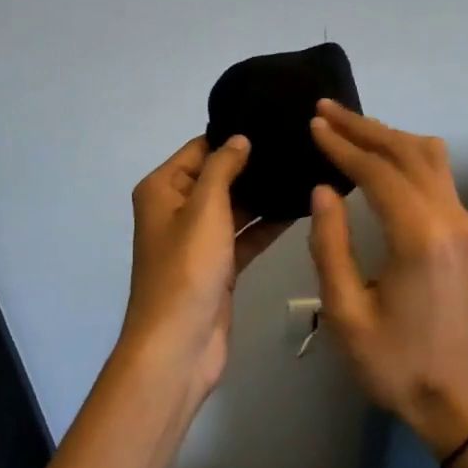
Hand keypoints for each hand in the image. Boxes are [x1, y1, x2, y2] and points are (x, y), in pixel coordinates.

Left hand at [124, 136, 288, 407]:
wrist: (178, 346)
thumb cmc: (186, 269)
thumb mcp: (204, 208)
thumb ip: (223, 168)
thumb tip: (239, 138)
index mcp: (162, 189)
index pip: (199, 149)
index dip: (232, 136)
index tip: (273, 121)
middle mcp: (176, 210)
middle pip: (218, 176)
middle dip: (252, 165)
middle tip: (297, 145)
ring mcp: (198, 240)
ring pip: (235, 207)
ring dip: (263, 196)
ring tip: (304, 171)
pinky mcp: (218, 266)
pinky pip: (244, 236)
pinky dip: (266, 225)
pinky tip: (299, 209)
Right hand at [307, 100, 467, 458]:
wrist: (453, 396)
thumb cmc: (393, 362)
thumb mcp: (345, 312)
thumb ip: (331, 245)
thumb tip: (323, 189)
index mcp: (418, 237)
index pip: (378, 171)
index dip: (343, 144)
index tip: (313, 124)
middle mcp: (448, 218)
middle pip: (406, 151)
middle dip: (363, 127)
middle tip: (324, 110)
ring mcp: (462, 222)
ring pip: (429, 155)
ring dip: (388, 134)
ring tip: (349, 126)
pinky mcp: (464, 231)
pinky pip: (437, 173)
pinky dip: (406, 153)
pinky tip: (380, 156)